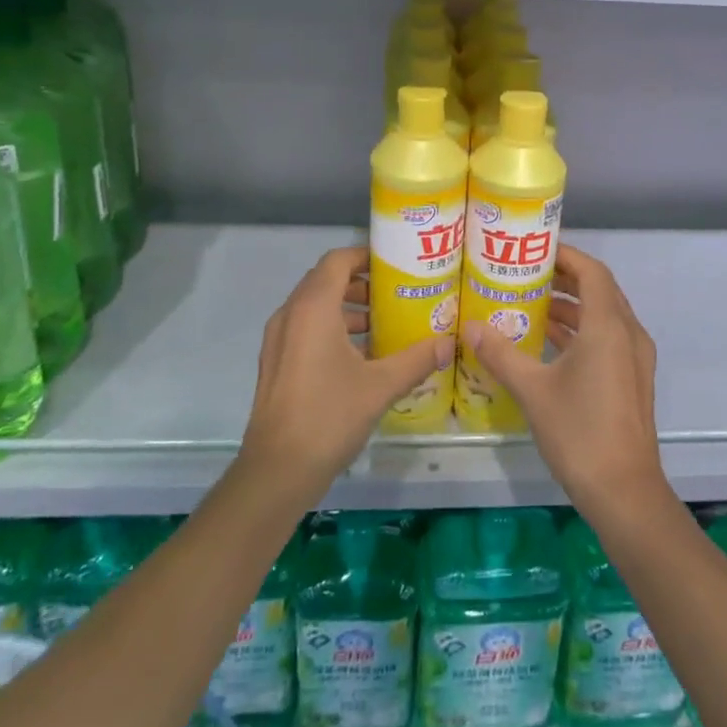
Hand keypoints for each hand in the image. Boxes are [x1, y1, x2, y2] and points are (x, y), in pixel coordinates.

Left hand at [238, 247, 452, 493]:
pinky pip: (306, 329)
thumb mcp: (381, 386)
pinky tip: (362, 357)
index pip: (337, 260)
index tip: (396, 264)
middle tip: (396, 294)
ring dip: (348, 308)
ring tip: (384, 325)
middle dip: (361, 283)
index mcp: (312, 308)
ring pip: (315, 307)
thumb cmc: (329, 416)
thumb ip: (417, 359)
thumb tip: (450, 342)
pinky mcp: (276, 363)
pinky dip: (332, 329)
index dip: (366, 255)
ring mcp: (278, 340)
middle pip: (326, 281)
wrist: (276, 471)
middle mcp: (290, 315)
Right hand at [463, 245, 669, 517]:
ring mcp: (635, 359)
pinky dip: (582, 331)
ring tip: (531, 305)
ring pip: (604, 316)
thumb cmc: (579, 432)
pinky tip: (549, 344)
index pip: (592, 271)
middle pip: (599, 290)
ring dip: (572, 307)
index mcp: (609, 326)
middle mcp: (629, 334)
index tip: (534, 250)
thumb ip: (500, 354)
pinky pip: (608, 339)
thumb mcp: (533, 390)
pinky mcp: (633, 380)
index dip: (565, 255)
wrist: (625, 493)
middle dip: (565, 279)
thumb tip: (469, 327)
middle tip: (526, 275)